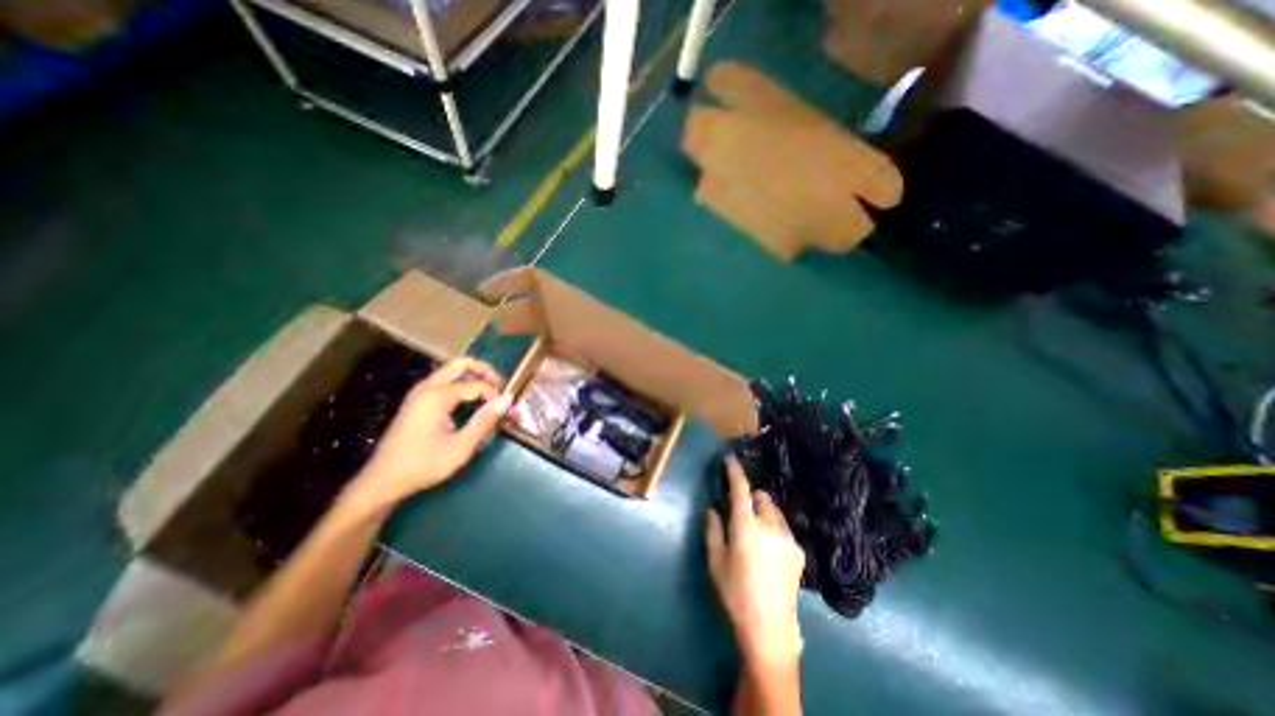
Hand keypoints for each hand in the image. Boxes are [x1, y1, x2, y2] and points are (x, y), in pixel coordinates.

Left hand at [346, 360, 512, 516]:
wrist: (383, 480)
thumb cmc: (424, 464)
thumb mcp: (461, 446)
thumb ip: (485, 420)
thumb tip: (507, 399)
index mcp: (437, 397)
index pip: (476, 384)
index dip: (495, 394)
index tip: (507, 409)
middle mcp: (427, 388)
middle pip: (459, 364)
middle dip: (483, 370)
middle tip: (500, 384)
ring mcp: (418, 393)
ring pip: (449, 371)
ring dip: (471, 375)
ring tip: (488, 391)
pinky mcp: (415, 401)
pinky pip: (442, 381)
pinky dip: (459, 383)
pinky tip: (468, 399)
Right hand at [708, 457, 805, 672]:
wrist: (770, 629)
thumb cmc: (735, 593)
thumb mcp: (716, 561)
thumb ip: (713, 530)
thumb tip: (713, 509)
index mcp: (746, 527)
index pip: (741, 489)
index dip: (734, 471)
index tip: (730, 459)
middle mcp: (770, 526)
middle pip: (762, 497)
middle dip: (750, 497)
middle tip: (740, 511)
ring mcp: (788, 538)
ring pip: (775, 511)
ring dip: (763, 511)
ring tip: (755, 531)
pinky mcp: (799, 551)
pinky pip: (784, 527)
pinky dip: (774, 527)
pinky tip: (768, 549)